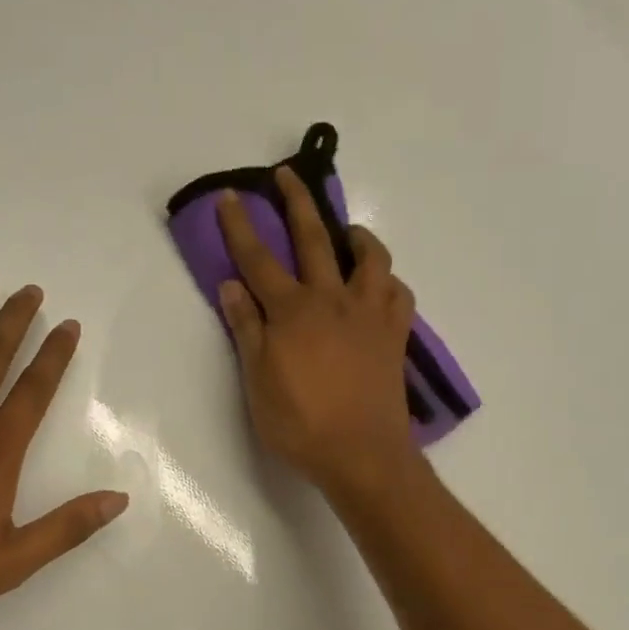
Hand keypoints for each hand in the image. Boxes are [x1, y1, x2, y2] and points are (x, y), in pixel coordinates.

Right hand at [216, 166, 420, 498]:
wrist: (361, 454)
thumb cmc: (300, 424)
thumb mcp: (257, 381)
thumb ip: (246, 329)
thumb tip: (231, 285)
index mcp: (291, 311)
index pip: (258, 259)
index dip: (241, 227)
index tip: (230, 197)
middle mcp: (331, 300)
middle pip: (314, 239)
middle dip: (298, 202)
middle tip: (288, 175)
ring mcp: (369, 314)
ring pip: (370, 258)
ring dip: (357, 236)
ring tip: (348, 233)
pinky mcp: (394, 334)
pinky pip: (398, 293)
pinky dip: (387, 281)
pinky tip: (378, 286)